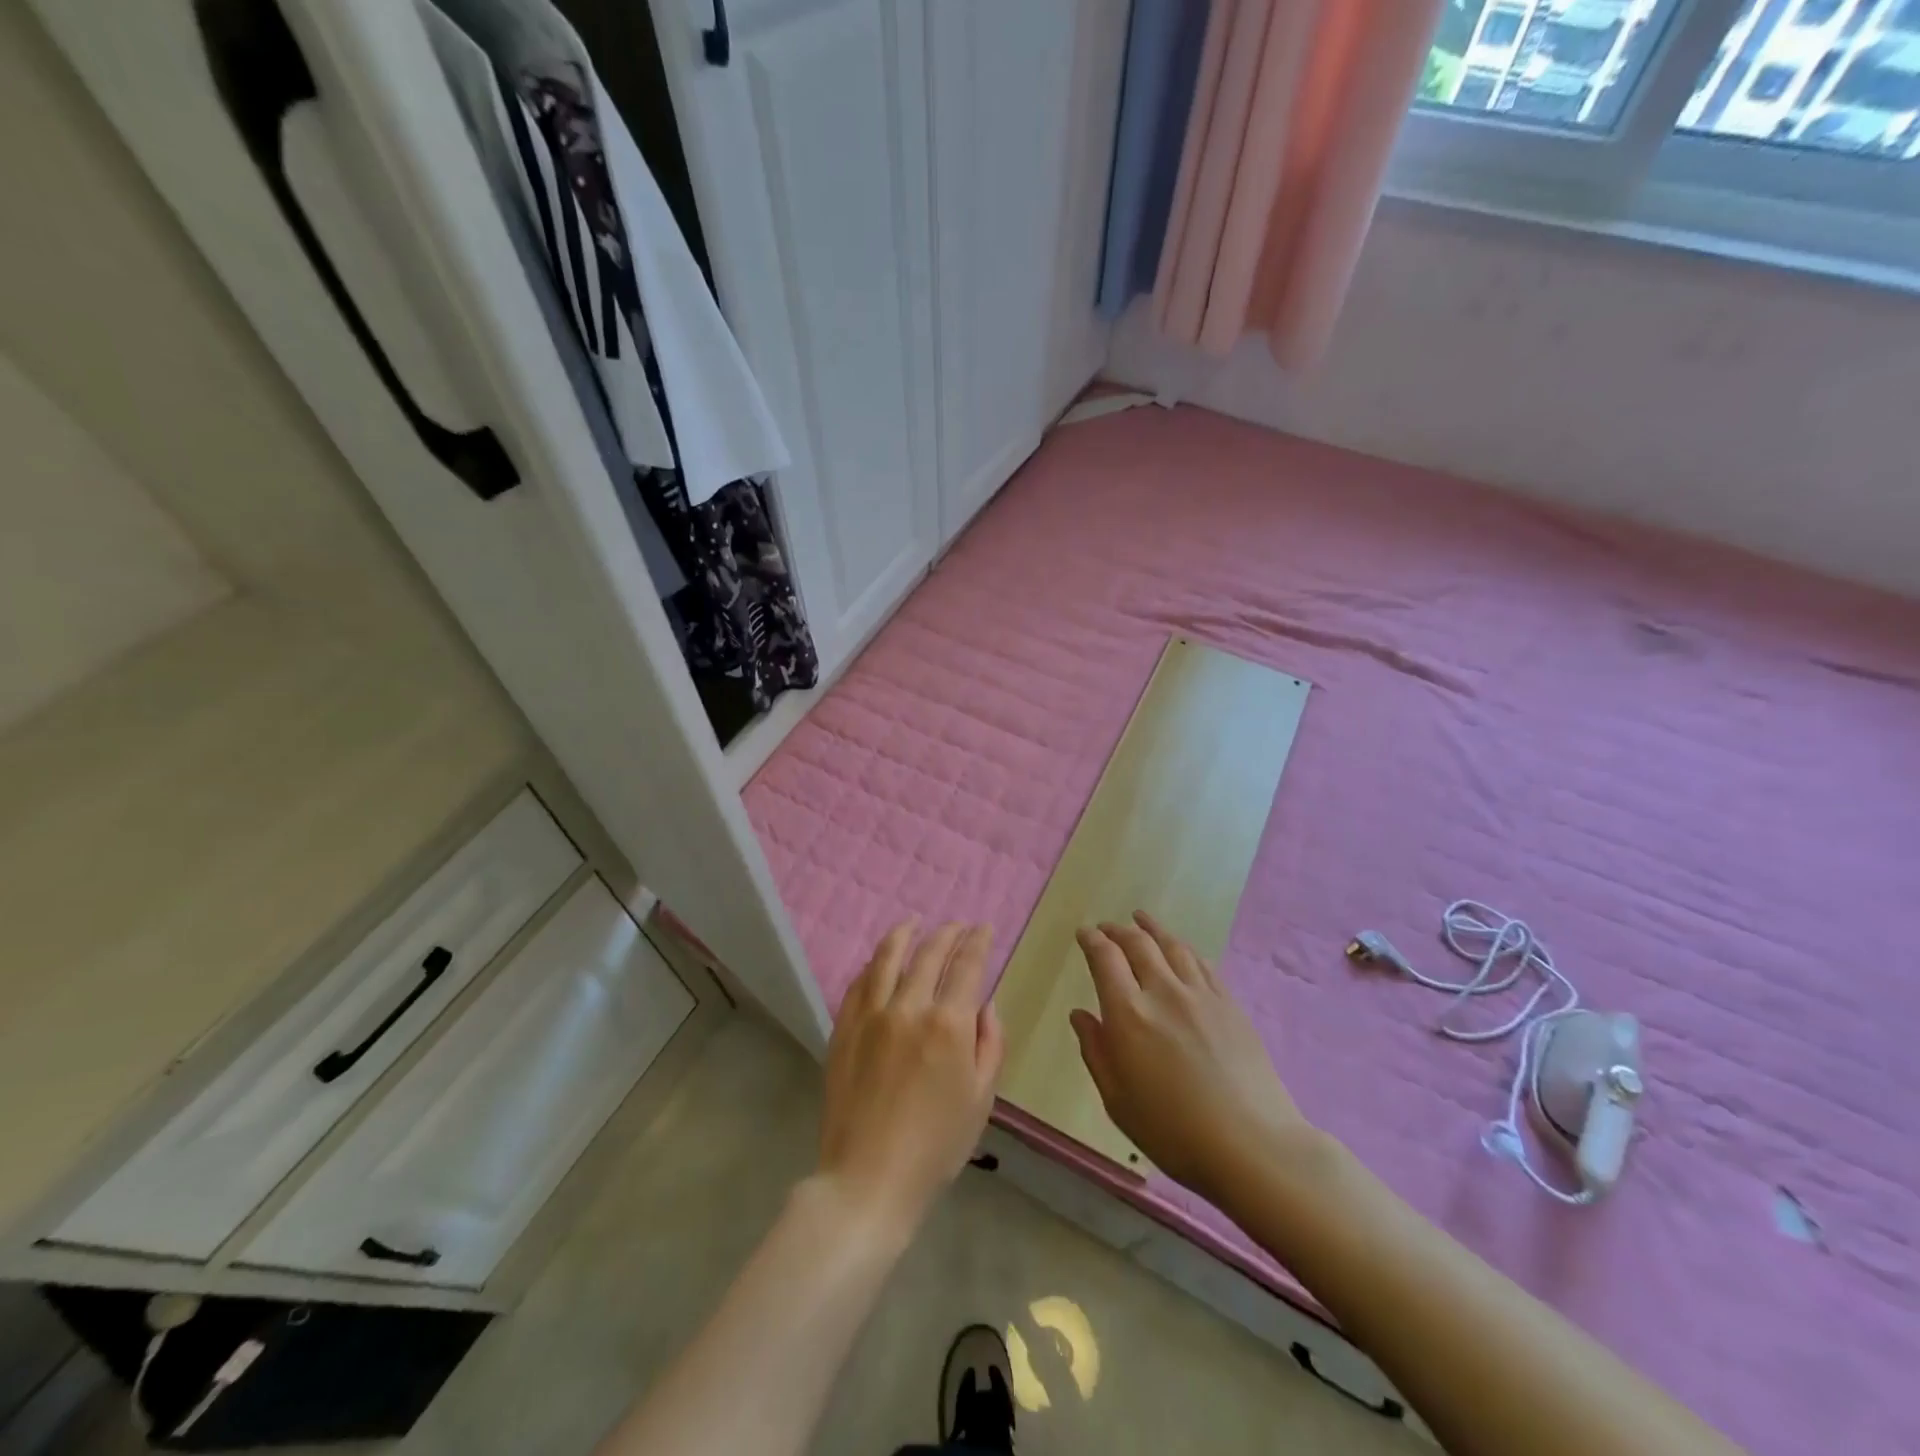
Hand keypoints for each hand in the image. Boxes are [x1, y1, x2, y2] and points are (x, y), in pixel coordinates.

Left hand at [818, 921, 1004, 1236]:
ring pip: (888, 957)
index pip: (967, 965)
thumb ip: (989, 1043)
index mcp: (948, 1024)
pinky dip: (874, 964)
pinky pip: (859, 983)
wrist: (869, 1179)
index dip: (978, 941)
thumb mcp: (981, 1099)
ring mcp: (871, 1015)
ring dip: (905, 934)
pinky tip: (880, 960)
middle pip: (929, 953)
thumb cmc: (936, 1146)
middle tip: (958, 925)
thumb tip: (985, 1004)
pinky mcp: (844, 1028)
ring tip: (914, 923)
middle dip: (948, 933)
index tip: (984, 928)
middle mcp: (909, 1007)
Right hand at [1070, 911, 1312, 1204]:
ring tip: (1140, 919)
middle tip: (1106, 927)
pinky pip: (1201, 962)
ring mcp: (1201, 994)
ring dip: (1151, 928)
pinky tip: (1180, 948)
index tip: (1084, 933)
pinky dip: (1183, 948)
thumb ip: (1095, 1051)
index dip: (1092, 940)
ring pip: (1172, 945)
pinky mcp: (1229, 1003)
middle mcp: (1163, 992)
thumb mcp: (1118, 1100)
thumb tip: (1080, 1014)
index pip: (1105, 959)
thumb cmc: (1173, 1132)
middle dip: (1117, 930)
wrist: (1252, 1145)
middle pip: (1138, 944)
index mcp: (1129, 1014)